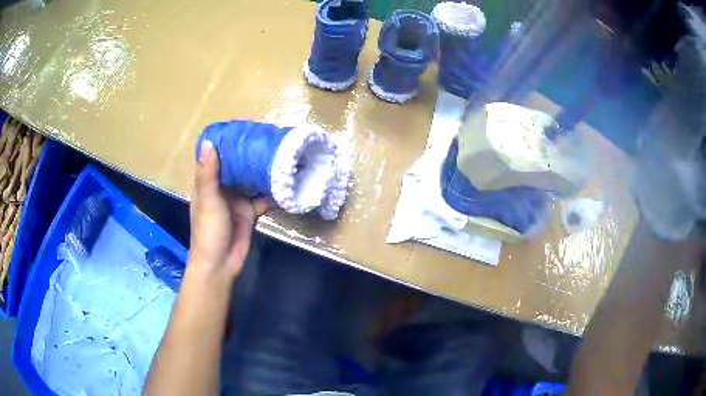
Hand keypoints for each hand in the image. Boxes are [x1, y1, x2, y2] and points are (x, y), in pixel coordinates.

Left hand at [188, 139, 271, 279]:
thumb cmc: (209, 230)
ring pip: (250, 180)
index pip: (215, 157)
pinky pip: (262, 198)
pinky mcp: (250, 212)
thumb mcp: (208, 200)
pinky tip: (285, 182)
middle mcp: (222, 188)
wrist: (221, 263)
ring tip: (278, 153)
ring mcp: (237, 200)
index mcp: (207, 183)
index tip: (241, 128)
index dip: (226, 143)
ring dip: (261, 170)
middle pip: (236, 166)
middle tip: (267, 137)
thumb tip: (209, 142)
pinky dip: (272, 192)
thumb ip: (209, 174)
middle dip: (249, 154)